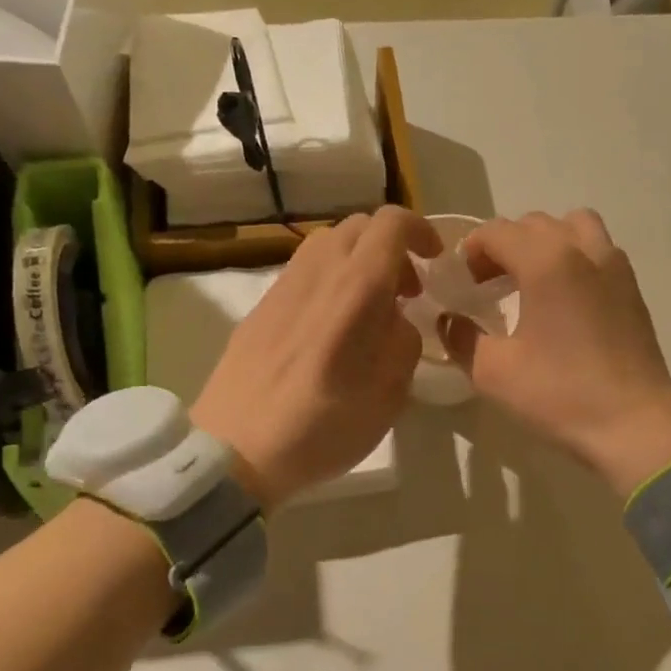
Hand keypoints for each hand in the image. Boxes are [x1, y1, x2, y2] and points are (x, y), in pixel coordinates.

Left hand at [192, 206, 441, 508]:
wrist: (236, 448)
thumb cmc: (323, 425)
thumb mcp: (390, 393)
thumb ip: (404, 342)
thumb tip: (395, 320)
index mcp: (356, 287)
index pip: (391, 223)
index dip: (420, 232)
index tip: (434, 261)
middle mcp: (318, 272)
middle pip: (359, 227)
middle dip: (391, 248)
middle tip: (405, 293)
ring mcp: (283, 286)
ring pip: (329, 244)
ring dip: (359, 262)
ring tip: (368, 310)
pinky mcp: (261, 306)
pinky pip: (305, 272)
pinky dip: (330, 280)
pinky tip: (331, 328)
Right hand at [440, 210, 670, 495]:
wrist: (634, 425)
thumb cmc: (560, 394)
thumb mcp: (493, 372)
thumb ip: (461, 338)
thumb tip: (448, 320)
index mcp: (546, 261)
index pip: (497, 231)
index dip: (471, 251)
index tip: (461, 282)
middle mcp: (583, 250)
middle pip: (534, 224)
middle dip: (504, 244)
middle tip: (487, 283)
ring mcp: (614, 266)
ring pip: (574, 226)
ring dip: (545, 242)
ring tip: (530, 279)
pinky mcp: (632, 288)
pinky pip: (598, 249)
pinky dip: (574, 257)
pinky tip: (563, 299)